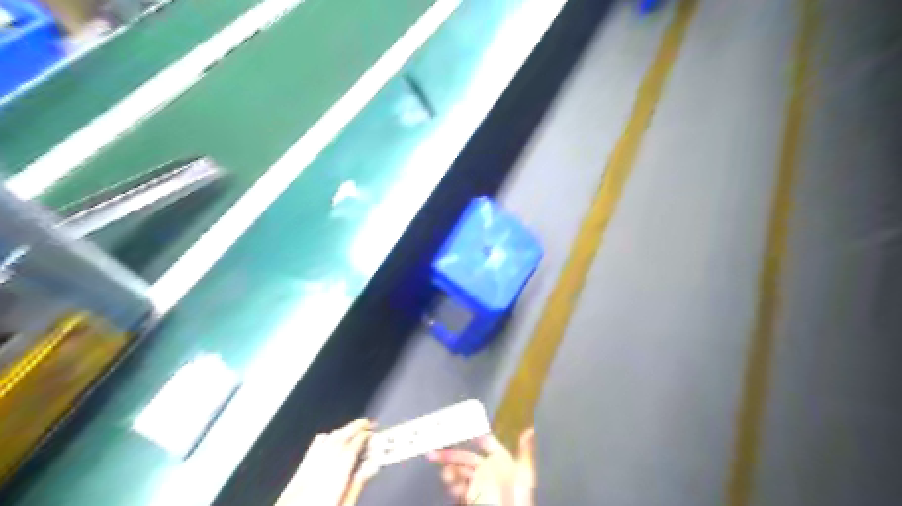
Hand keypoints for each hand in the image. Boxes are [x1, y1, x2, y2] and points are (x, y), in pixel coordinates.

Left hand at [275, 420, 372, 505]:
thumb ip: (356, 486)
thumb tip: (370, 467)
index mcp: (333, 480)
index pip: (351, 448)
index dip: (364, 437)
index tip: (373, 432)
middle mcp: (317, 472)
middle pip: (338, 440)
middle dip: (354, 427)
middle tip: (367, 423)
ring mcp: (305, 473)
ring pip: (324, 441)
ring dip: (340, 431)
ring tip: (352, 428)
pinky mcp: (295, 478)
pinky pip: (311, 450)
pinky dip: (323, 440)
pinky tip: (327, 439)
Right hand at [430, 429, 533, 504]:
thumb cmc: (517, 498)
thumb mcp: (524, 476)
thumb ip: (525, 452)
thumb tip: (529, 429)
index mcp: (502, 461)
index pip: (486, 442)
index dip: (472, 434)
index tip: (457, 426)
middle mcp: (490, 471)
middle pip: (467, 458)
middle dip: (451, 454)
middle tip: (434, 453)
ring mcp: (480, 485)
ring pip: (460, 472)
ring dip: (450, 469)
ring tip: (444, 473)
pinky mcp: (472, 497)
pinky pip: (459, 487)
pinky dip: (451, 484)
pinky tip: (448, 483)